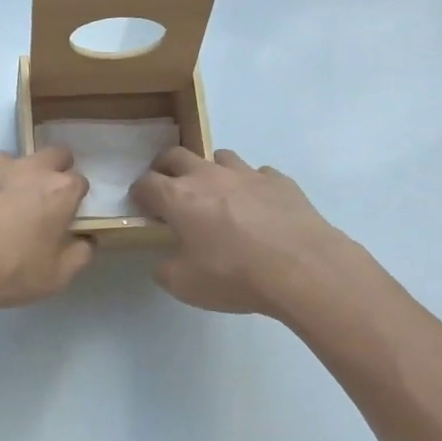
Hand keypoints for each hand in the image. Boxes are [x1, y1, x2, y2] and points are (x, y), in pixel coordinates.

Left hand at [0, 147, 93, 315]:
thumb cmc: (8, 273)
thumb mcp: (56, 277)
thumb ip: (80, 254)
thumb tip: (86, 239)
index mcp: (60, 190)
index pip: (79, 182)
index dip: (72, 199)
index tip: (62, 217)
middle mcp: (31, 166)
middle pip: (53, 155)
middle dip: (51, 171)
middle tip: (36, 201)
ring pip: (11, 161)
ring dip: (8, 178)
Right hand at [131, 148, 355, 316]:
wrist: (302, 268)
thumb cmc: (234, 275)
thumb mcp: (184, 285)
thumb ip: (165, 269)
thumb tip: (164, 261)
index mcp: (178, 197)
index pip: (146, 183)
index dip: (139, 193)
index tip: (142, 206)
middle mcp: (208, 175)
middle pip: (176, 155)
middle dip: (166, 168)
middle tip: (169, 189)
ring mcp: (246, 173)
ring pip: (219, 156)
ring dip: (211, 171)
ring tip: (216, 194)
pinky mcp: (279, 180)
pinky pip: (258, 174)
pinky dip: (251, 186)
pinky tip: (258, 207)